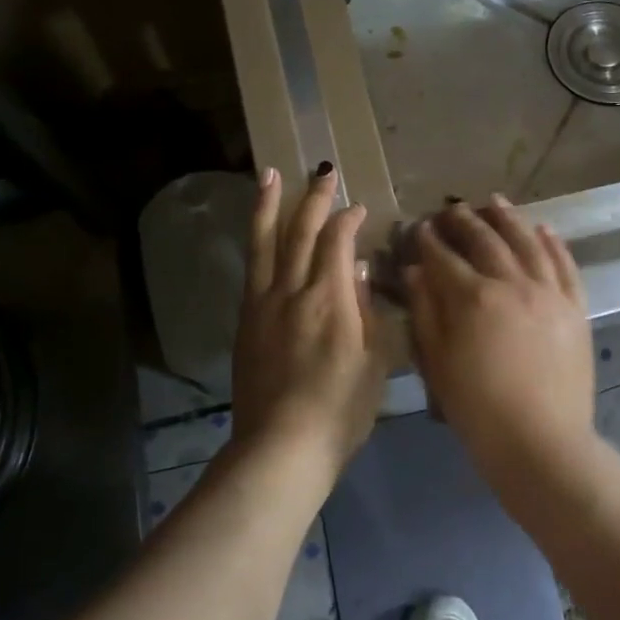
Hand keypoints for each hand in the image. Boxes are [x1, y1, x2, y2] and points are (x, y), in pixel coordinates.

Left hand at [231, 166, 392, 471]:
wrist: (282, 447)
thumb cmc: (341, 409)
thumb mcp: (374, 361)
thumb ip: (366, 309)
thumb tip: (359, 270)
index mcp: (329, 299)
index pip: (337, 242)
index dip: (348, 220)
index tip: (359, 209)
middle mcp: (292, 291)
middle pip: (300, 233)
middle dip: (313, 199)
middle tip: (322, 172)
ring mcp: (262, 305)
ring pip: (265, 244)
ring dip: (269, 207)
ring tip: (270, 175)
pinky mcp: (245, 323)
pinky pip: (251, 271)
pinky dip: (257, 245)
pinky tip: (260, 236)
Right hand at [406, 197, 595, 479]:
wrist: (542, 443)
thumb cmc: (478, 410)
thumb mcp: (438, 364)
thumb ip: (426, 312)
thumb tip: (415, 271)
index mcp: (474, 298)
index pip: (445, 257)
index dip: (429, 240)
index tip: (420, 227)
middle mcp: (513, 283)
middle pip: (486, 241)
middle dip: (465, 221)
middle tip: (452, 208)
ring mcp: (550, 293)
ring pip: (528, 242)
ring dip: (509, 219)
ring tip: (494, 202)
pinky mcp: (576, 308)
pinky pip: (566, 265)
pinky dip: (554, 243)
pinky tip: (543, 228)